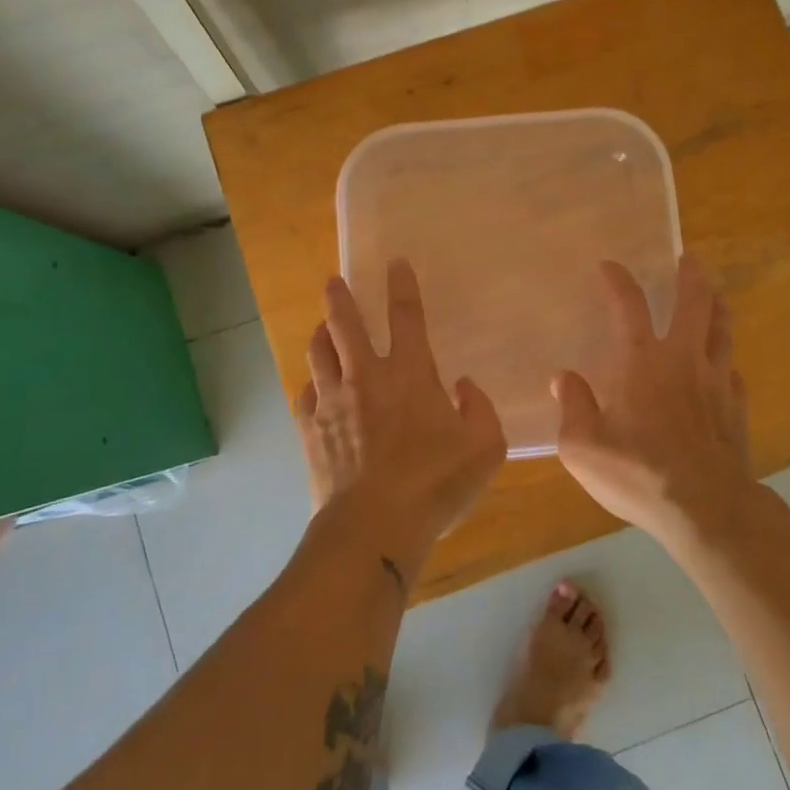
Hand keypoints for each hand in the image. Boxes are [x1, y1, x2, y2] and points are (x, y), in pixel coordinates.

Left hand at [295, 260, 506, 572]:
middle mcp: (365, 377)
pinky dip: (310, 386)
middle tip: (334, 281)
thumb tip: (463, 387)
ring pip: (318, 353)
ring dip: (320, 336)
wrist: (374, 526)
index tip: (395, 263)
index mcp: (409, 373)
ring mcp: (332, 402)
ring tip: (321, 329)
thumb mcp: (485, 448)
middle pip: (345, 324)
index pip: (406, 316)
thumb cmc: (435, 483)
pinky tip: (313, 390)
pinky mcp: (310, 430)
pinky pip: (304, 395)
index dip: (402, 286)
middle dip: (340, 298)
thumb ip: (480, 410)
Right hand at [553, 255, 755, 548]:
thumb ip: (572, 407)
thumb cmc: (637, 473)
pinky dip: (725, 360)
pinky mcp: (736, 408)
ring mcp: (716, 382)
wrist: (706, 508)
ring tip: (716, 296)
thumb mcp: (582, 446)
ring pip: (722, 331)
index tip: (610, 265)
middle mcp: (683, 360)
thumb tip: (563, 378)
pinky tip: (723, 367)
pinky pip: (733, 372)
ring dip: (718, 307)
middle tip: (689, 259)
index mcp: (642, 362)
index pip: (628, 307)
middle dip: (691, 277)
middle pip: (694, 304)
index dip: (618, 281)